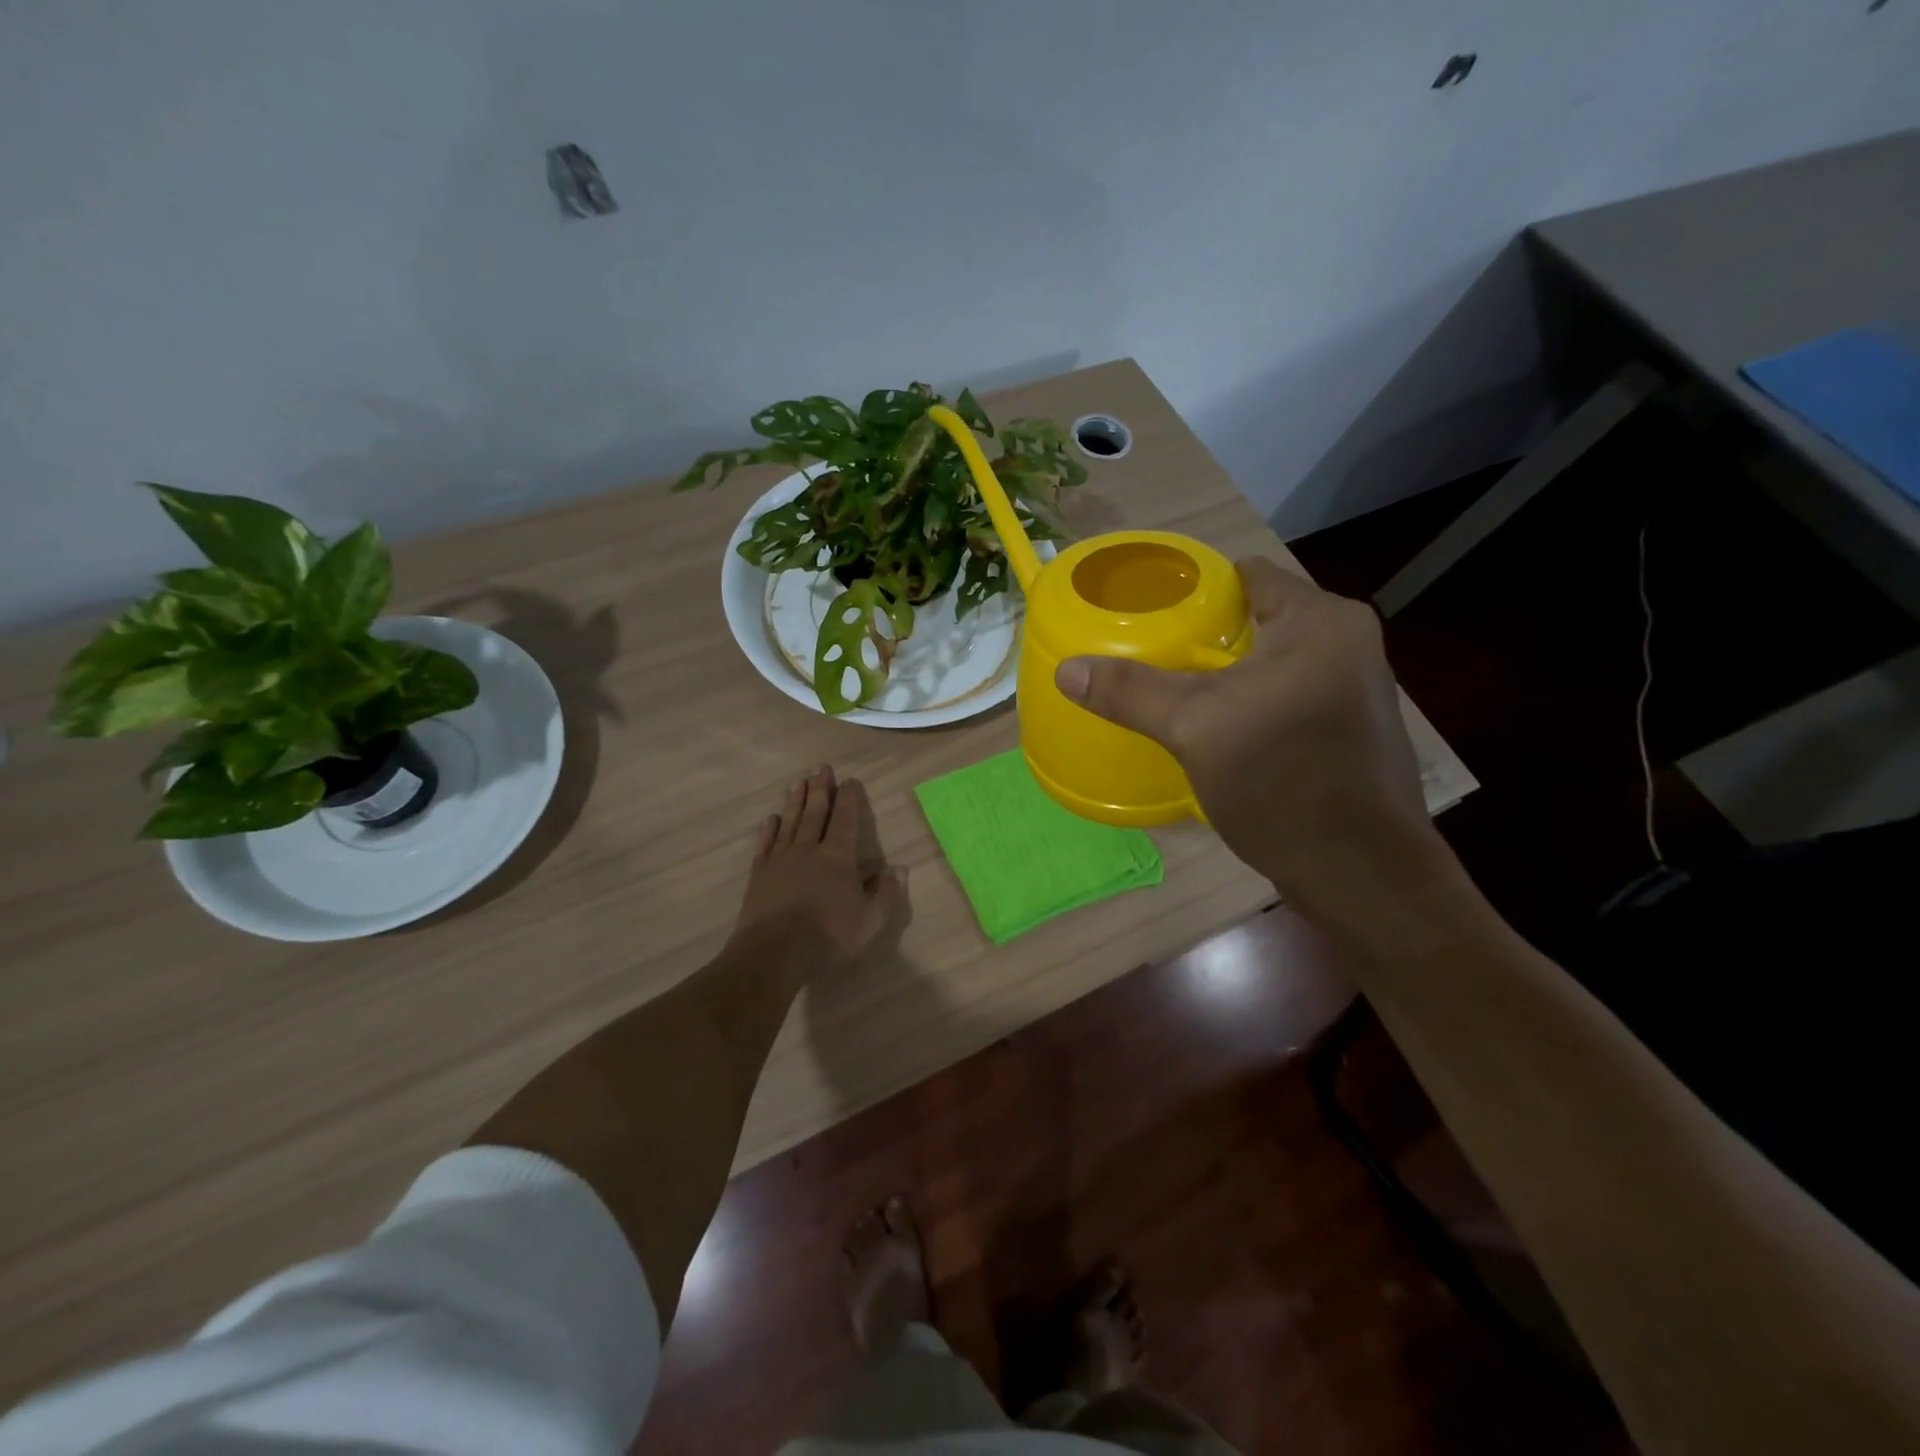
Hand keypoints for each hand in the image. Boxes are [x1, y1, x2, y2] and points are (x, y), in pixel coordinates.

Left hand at [733, 765, 905, 969]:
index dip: (849, 798)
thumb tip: (899, 869)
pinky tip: (769, 819)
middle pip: (815, 813)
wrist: (774, 952)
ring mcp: (780, 860)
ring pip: (789, 822)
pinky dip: (768, 830)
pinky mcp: (759, 875)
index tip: (850, 780)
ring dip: (795, 801)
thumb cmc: (828, 935)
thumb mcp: (869, 920)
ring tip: (797, 782)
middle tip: (820, 767)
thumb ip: (885, 893)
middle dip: (820, 789)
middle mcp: (808, 849)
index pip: (845, 819)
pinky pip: (765, 845)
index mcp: (837, 856)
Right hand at [1055, 558, 1442, 917]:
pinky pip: (1286, 691)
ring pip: (1271, 658)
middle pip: (1258, 617)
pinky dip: (1249, 697)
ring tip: (1172, 684)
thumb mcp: (1195, 729)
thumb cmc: (1283, 782)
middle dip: (1204, 633)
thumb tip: (1067, 670)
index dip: (1194, 587)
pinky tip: (1216, 724)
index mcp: (1321, 621)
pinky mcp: (1348, 727)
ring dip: (1226, 669)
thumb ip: (1131, 692)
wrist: (1360, 874)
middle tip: (1149, 650)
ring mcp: (1353, 686)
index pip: (1247, 575)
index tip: (1148, 607)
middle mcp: (1347, 641)